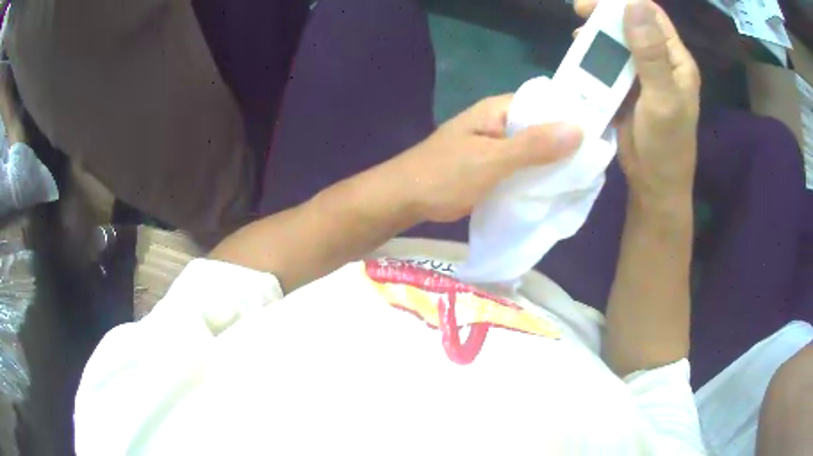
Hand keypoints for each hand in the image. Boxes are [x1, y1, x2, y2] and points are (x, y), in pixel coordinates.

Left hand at [385, 95, 582, 222]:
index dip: (571, 115)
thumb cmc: (444, 175)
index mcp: (499, 110)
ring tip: (583, 175)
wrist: (405, 199)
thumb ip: (533, 146)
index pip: (545, 103)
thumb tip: (579, 128)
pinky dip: (538, 174)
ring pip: (534, 148)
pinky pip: (523, 165)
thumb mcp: (492, 160)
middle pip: (542, 126)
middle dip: (566, 142)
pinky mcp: (493, 165)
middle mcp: (500, 122)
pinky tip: (556, 187)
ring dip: (553, 160)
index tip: (599, 132)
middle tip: (595, 161)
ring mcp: (496, 144)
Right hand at [575, 0, 700, 209]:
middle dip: (606, 15)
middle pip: (632, 23)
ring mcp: (643, 74)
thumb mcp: (662, 99)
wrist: (654, 183)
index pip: (651, 15)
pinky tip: (582, 57)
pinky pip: (610, 62)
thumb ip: (651, 53)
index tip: (596, 2)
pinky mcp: (628, 87)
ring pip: (619, 41)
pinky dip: (595, 56)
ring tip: (579, 38)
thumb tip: (633, 3)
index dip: (625, 1)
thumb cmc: (666, 145)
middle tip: (579, 12)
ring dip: (599, 35)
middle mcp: (660, 61)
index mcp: (676, 60)